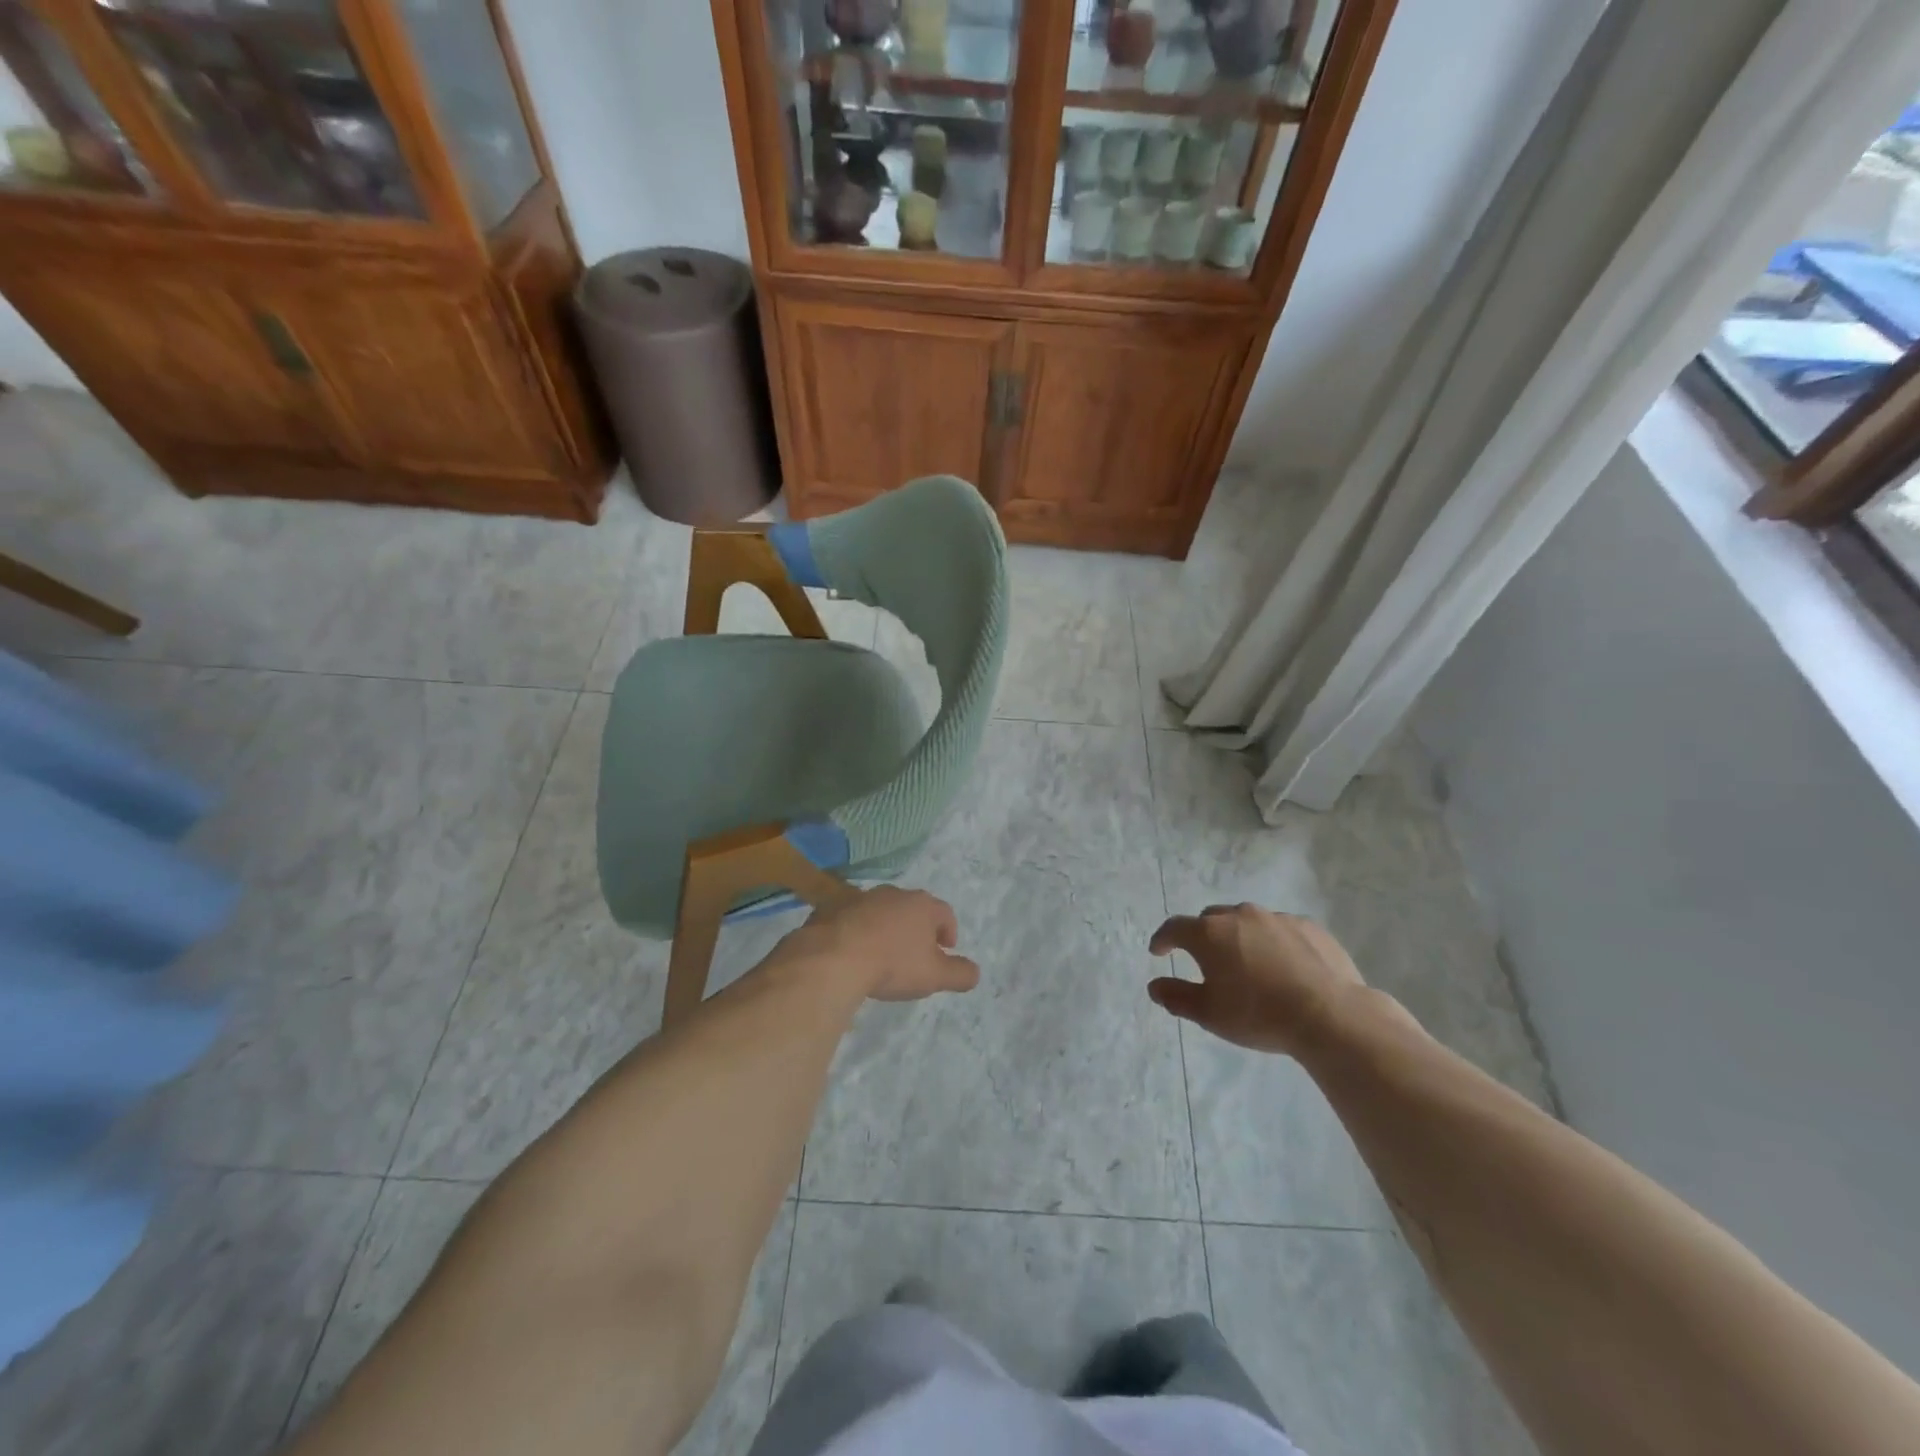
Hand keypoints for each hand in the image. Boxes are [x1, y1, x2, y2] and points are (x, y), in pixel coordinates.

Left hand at [785, 886, 980, 1001]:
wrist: (833, 957)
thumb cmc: (892, 964)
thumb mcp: (934, 976)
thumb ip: (960, 974)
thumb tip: (975, 972)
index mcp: (922, 905)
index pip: (944, 913)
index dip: (948, 931)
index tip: (945, 949)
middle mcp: (893, 894)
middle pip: (912, 908)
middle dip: (916, 928)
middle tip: (915, 953)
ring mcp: (860, 897)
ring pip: (880, 911)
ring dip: (885, 927)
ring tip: (881, 954)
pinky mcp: (832, 907)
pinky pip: (851, 918)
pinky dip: (856, 931)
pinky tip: (852, 952)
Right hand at [1147, 904, 1365, 1056]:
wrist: (1330, 1015)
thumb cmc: (1259, 1014)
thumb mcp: (1210, 1015)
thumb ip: (1177, 997)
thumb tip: (1154, 986)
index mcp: (1209, 934)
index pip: (1174, 927)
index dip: (1163, 939)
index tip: (1158, 951)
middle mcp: (1239, 916)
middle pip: (1211, 919)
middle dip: (1203, 935)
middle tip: (1206, 960)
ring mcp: (1276, 918)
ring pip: (1247, 921)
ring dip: (1240, 936)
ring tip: (1248, 963)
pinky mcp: (1309, 926)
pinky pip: (1280, 929)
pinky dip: (1273, 942)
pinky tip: (1284, 966)